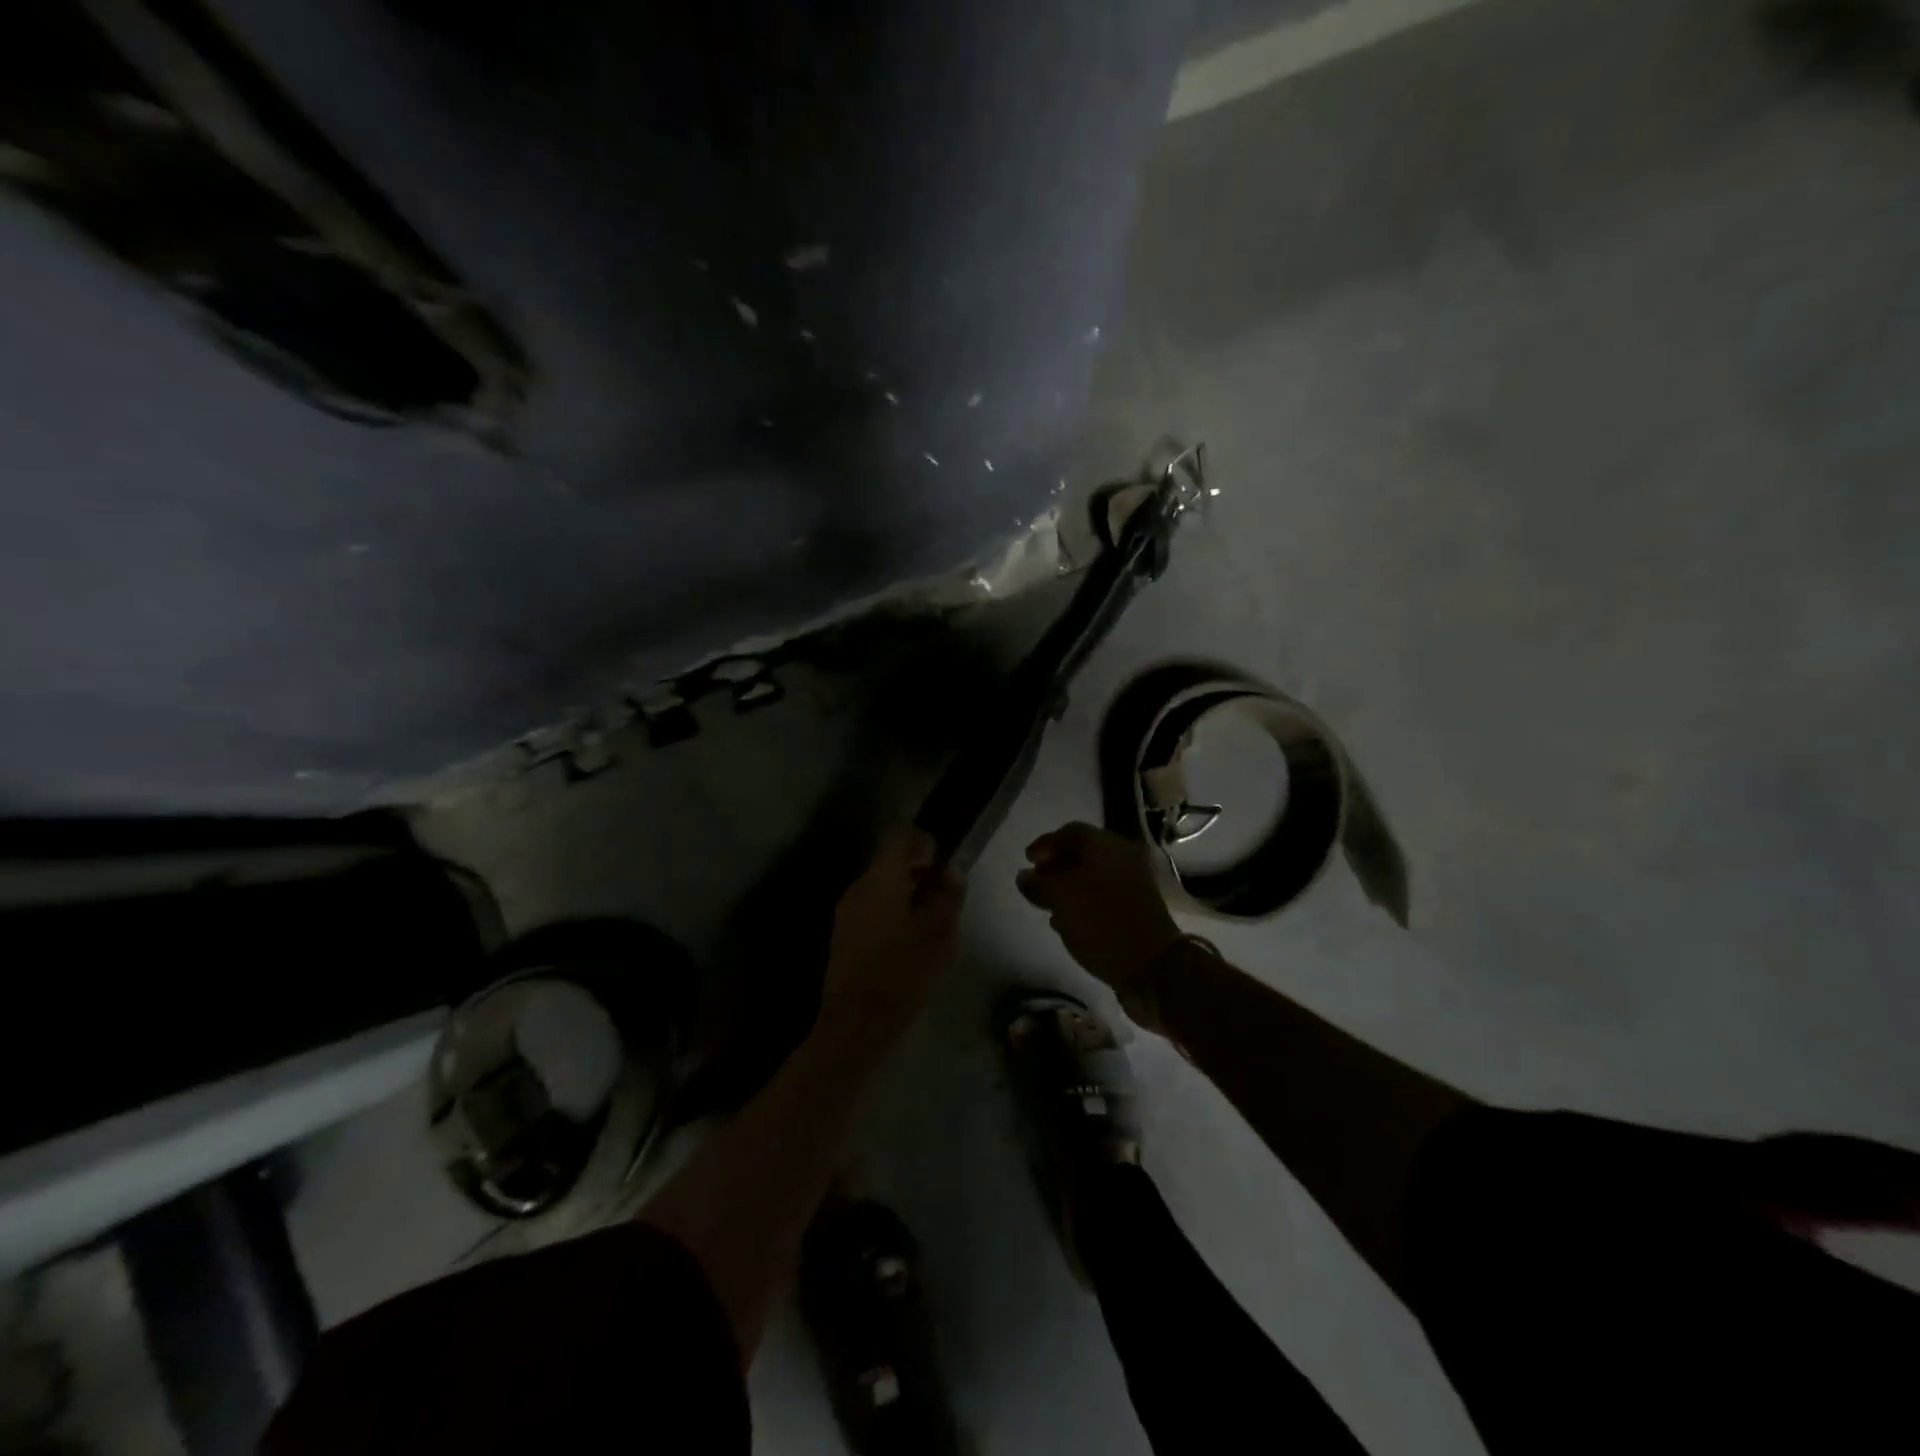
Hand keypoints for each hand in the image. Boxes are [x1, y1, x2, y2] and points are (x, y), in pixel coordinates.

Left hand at [823, 827, 965, 1040]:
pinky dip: (893, 912)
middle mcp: (858, 887)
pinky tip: (911, 939)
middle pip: (889, 861)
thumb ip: (948, 897)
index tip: (943, 861)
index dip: (923, 841)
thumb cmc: (902, 973)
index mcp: (880, 879)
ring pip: (881, 886)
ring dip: (907, 893)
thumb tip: (951, 873)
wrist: (856, 1024)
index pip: (899, 836)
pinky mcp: (843, 935)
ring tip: (932, 921)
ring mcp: (846, 912)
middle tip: (945, 895)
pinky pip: (872, 908)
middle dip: (918, 871)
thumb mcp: (940, 934)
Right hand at [1016, 822, 1181, 1004]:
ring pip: (1092, 877)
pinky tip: (1067, 923)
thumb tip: (1025, 876)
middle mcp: (1123, 859)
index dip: (1045, 844)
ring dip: (1067, 888)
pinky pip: (1102, 898)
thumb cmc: (1101, 921)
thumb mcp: (1061, 898)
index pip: (1070, 832)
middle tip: (1035, 885)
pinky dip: (1083, 904)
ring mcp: (1133, 886)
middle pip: (1082, 854)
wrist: (1152, 966)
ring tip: (1047, 906)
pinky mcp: (1136, 911)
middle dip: (1055, 867)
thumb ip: (1038, 883)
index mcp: (1107, 846)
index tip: (1026, 862)